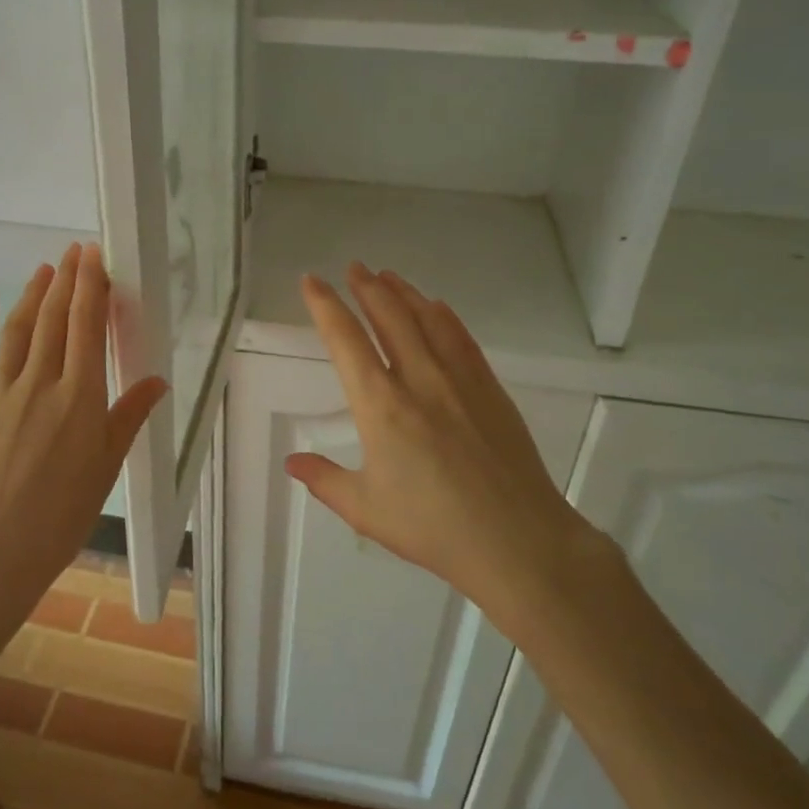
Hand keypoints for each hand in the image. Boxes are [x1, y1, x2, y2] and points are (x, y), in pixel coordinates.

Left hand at [0, 243, 167, 704]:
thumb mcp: (106, 468)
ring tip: (44, 269)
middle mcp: (39, 383)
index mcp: (79, 397)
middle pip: (54, 319)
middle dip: (66, 280)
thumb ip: (129, 417)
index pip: (86, 327)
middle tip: (75, 251)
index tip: (95, 256)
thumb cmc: (61, 516)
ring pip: (18, 330)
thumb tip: (158, 380)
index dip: (91, 287)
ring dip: (32, 294)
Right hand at [286, 263, 594, 612]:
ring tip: (387, 276)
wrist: (516, 540)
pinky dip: (443, 315)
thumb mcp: (365, 510)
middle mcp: (418, 380)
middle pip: (388, 316)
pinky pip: (461, 338)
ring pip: (426, 319)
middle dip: (366, 287)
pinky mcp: (490, 389)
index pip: (345, 340)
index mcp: (380, 406)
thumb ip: (324, 480)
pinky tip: (436, 306)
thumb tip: (292, 461)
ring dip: (403, 292)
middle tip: (353, 268)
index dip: (325, 306)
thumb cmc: (433, 528)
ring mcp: (459, 380)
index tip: (311, 281)